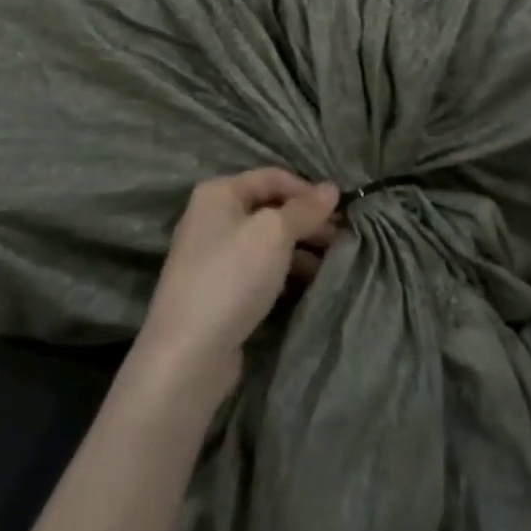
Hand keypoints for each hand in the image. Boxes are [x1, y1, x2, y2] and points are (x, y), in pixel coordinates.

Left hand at [135, 169, 341, 401]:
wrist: (188, 353)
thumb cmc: (231, 277)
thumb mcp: (273, 234)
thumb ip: (304, 209)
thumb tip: (332, 188)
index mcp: (218, 193)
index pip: (272, 177)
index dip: (308, 190)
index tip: (341, 211)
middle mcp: (212, 217)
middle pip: (270, 209)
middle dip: (307, 221)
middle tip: (342, 240)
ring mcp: (214, 256)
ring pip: (267, 241)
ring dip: (300, 249)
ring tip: (332, 264)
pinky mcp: (220, 290)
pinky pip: (259, 269)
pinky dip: (284, 272)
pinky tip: (308, 286)